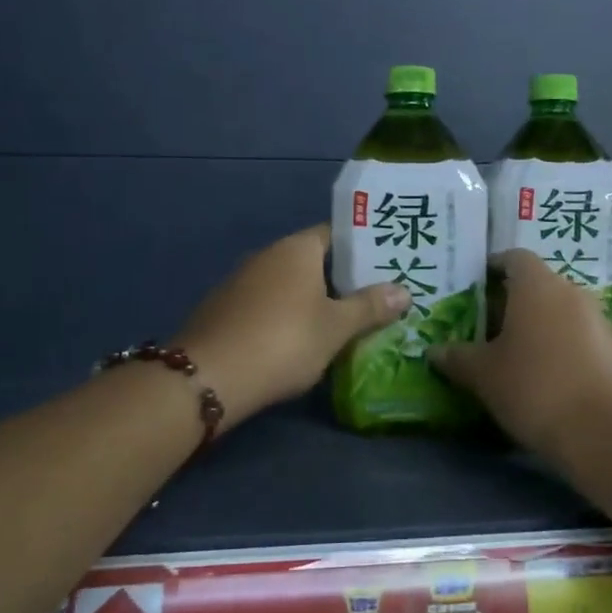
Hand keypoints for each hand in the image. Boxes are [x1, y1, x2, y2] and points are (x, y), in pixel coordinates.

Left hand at [174, 224, 408, 426]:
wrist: (207, 378)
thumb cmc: (283, 341)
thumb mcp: (335, 328)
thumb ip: (369, 307)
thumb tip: (404, 291)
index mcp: (296, 249)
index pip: (337, 234)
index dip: (364, 247)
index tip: (389, 262)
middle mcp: (267, 256)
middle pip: (314, 260)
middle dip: (343, 278)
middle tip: (378, 295)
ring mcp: (241, 283)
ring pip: (291, 285)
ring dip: (316, 299)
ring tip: (348, 320)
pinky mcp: (225, 311)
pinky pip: (269, 305)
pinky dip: (289, 316)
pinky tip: (303, 340)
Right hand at [431, 249, 611, 460]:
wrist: (605, 432)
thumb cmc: (534, 388)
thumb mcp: (484, 375)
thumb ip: (458, 358)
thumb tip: (435, 351)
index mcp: (537, 285)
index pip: (514, 257)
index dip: (493, 267)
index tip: (475, 287)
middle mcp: (571, 291)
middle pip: (537, 284)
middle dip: (512, 301)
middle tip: (486, 327)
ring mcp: (598, 319)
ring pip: (560, 310)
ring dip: (538, 324)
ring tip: (514, 354)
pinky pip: (579, 335)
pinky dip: (560, 345)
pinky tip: (545, 376)